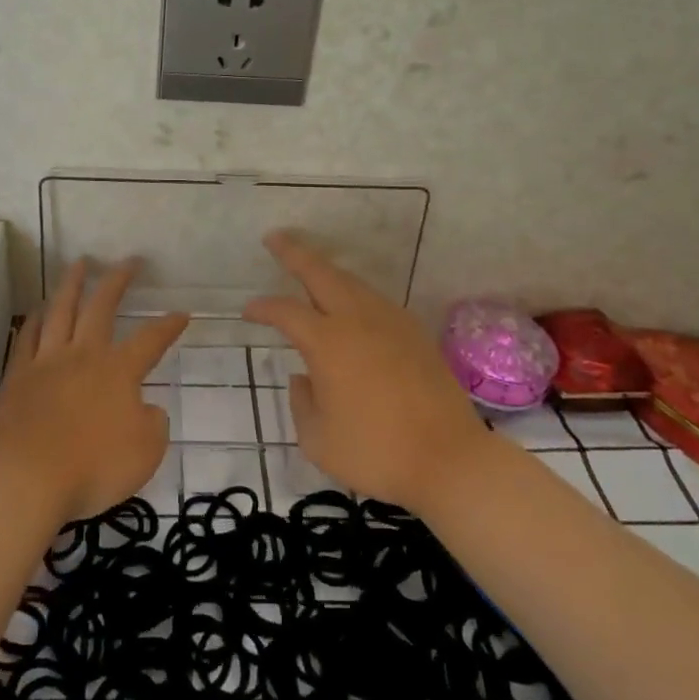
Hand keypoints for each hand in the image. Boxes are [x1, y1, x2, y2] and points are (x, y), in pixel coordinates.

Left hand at [0, 260, 187, 523]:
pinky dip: (35, 320)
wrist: (25, 476)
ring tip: (79, 264)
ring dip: (72, 284)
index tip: (182, 313)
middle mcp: (83, 355)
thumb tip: (146, 409)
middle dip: (118, 280)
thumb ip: (152, 425)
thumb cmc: (93, 466)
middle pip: (101, 307)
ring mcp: (46, 362)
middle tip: (129, 261)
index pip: (151, 340)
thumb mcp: (145, 452)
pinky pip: (27, 338)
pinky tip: (38, 310)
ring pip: (61, 311)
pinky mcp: (17, 377)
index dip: (168, 326)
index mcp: (118, 371)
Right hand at [243, 232, 491, 514]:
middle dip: (295, 253)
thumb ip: (301, 403)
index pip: (286, 312)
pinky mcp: (415, 334)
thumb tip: (304, 378)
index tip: (248, 312)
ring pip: (353, 283)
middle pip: (322, 273)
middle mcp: (358, 321)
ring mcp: (391, 323)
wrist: (450, 461)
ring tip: (311, 270)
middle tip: (275, 238)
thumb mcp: (318, 440)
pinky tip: (352, 307)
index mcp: (328, 342)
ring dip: (327, 272)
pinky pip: (376, 301)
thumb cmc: (376, 453)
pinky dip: (355, 294)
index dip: (263, 308)